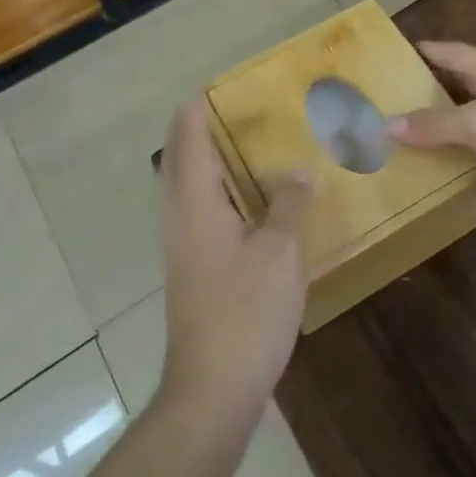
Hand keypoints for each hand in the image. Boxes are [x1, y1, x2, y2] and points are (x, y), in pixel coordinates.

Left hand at [157, 100, 311, 424]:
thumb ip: (288, 205)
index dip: (196, 110)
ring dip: (201, 159)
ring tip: (235, 143)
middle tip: (226, 108)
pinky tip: (240, 200)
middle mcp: (179, 218)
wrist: (212, 390)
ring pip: (183, 187)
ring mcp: (180, 247)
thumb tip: (297, 171)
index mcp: (196, 203)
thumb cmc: (246, 312)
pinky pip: (194, 210)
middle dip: (193, 130)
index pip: (189, 140)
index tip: (212, 86)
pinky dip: (210, 189)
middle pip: (177, 160)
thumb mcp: (280, 253)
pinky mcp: (189, 270)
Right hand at [388, 41, 475, 228]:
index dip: (418, 52)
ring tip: (407, 133)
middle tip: (387, 102)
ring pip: (473, 111)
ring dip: (446, 120)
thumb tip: (386, 124)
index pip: (448, 51)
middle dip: (426, 88)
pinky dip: (467, 146)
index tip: (385, 59)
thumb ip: (434, 123)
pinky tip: (447, 161)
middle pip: (459, 79)